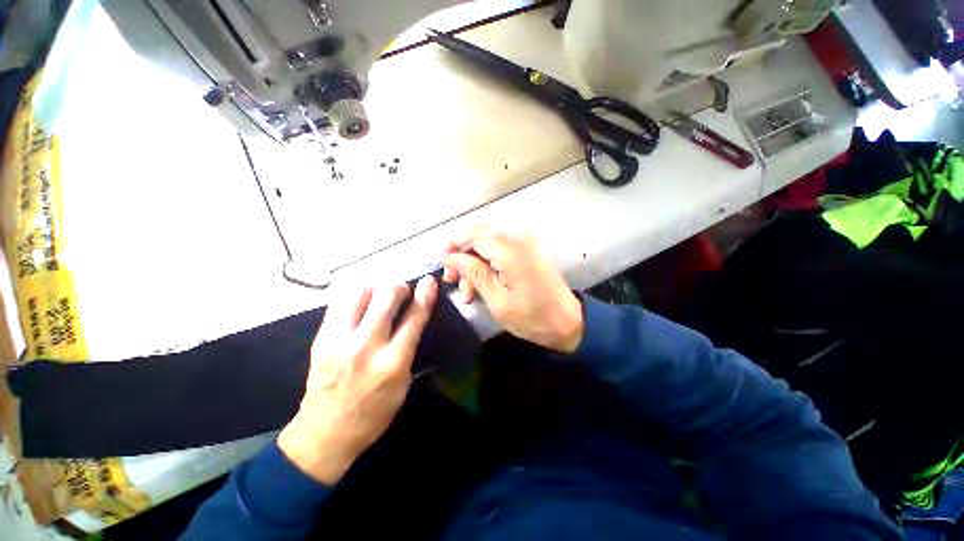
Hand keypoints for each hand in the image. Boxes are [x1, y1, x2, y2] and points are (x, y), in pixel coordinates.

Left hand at [277, 277, 437, 484]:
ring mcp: (339, 340)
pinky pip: (339, 302)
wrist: (324, 434)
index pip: (414, 318)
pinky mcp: (320, 338)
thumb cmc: (373, 413)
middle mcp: (366, 346)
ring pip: (359, 292)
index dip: (425, 295)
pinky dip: (354, 296)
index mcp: (393, 362)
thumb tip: (411, 318)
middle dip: (399, 286)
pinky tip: (360, 303)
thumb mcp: (403, 383)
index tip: (429, 281)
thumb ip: (408, 347)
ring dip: (375, 288)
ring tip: (379, 295)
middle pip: (386, 297)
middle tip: (402, 290)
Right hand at [442, 226, 583, 352]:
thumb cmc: (532, 317)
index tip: (443, 267)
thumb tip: (450, 258)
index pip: (471, 234)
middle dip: (462, 257)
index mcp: (510, 249)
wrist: (569, 322)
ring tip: (468, 293)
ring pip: (487, 243)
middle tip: (453, 283)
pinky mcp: (528, 249)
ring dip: (474, 263)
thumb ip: (473, 273)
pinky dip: (487, 263)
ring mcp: (525, 242)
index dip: (452, 246)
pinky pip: (500, 249)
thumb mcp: (498, 300)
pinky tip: (483, 284)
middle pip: (478, 235)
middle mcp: (518, 237)